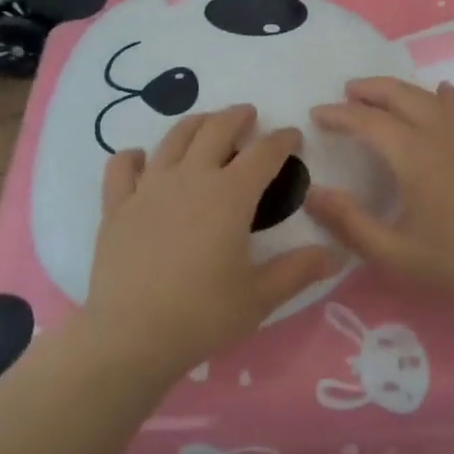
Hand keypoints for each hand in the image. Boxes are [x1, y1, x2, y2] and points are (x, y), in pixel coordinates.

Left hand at [83, 104, 339, 380]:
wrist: (131, 337)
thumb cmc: (203, 315)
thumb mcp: (260, 297)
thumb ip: (299, 271)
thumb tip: (336, 255)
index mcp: (230, 196)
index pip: (263, 153)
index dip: (282, 140)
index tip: (293, 137)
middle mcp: (190, 179)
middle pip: (215, 130)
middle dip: (237, 117)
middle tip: (248, 115)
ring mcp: (149, 188)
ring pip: (173, 139)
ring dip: (195, 124)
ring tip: (206, 124)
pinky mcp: (117, 206)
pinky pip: (122, 167)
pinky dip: (134, 157)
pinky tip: (142, 160)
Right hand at [307, 78, 453, 313]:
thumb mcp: (393, 252)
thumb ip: (349, 221)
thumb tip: (312, 192)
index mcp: (414, 155)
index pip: (368, 121)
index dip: (339, 115)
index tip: (316, 115)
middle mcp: (441, 132)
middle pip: (399, 95)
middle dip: (369, 90)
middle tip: (345, 95)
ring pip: (429, 95)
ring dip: (400, 90)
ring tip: (380, 96)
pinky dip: (444, 95)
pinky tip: (440, 95)